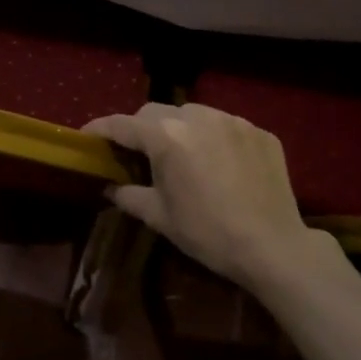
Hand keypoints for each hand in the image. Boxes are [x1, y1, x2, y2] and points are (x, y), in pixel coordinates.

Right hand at [83, 103, 334, 291]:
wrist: (273, 247)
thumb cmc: (208, 233)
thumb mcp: (160, 217)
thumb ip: (128, 195)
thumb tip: (110, 188)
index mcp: (166, 137)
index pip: (122, 124)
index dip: (100, 129)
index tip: (87, 136)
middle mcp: (198, 117)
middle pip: (156, 112)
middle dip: (140, 128)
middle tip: (136, 152)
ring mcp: (233, 121)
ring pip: (192, 113)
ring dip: (179, 128)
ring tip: (181, 155)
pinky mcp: (259, 132)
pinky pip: (226, 126)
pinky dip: (213, 138)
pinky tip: (218, 163)